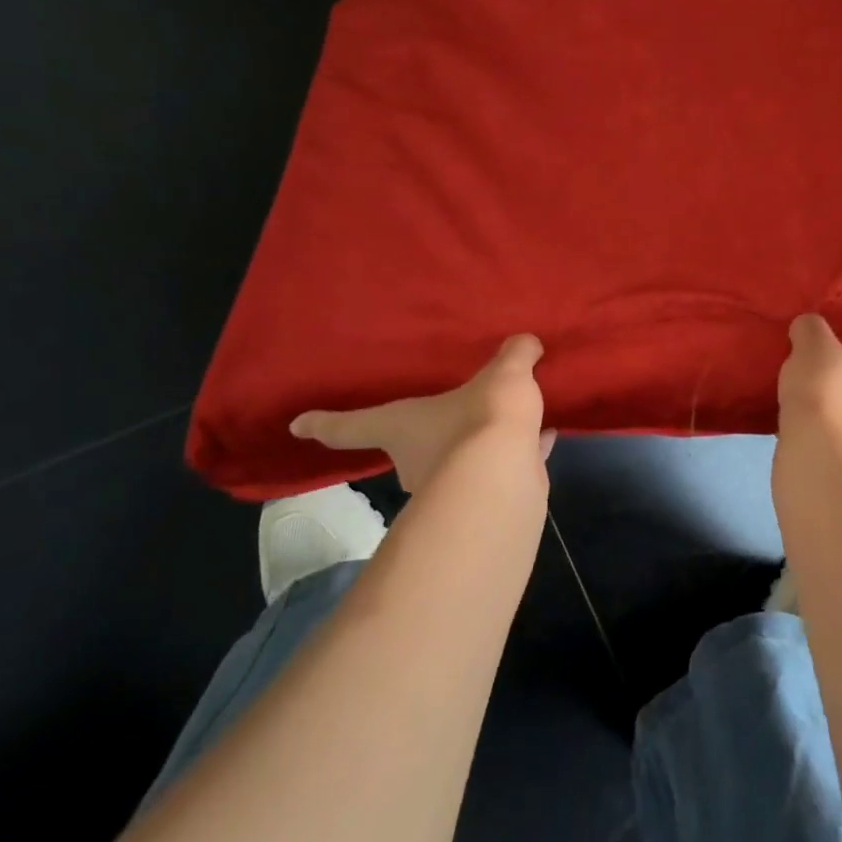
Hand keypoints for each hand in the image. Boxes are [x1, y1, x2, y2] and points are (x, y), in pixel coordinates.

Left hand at [290, 334, 553, 495]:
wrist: (506, 475)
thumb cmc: (481, 418)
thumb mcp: (503, 374)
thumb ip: (514, 355)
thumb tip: (527, 341)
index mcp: (402, 428)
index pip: (351, 426)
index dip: (323, 424)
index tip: (297, 426)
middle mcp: (418, 462)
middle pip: (412, 451)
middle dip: (429, 439)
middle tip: (450, 415)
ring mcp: (451, 487)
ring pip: (460, 464)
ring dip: (478, 450)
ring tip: (505, 426)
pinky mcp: (484, 500)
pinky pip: (499, 470)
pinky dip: (518, 455)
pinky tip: (544, 438)